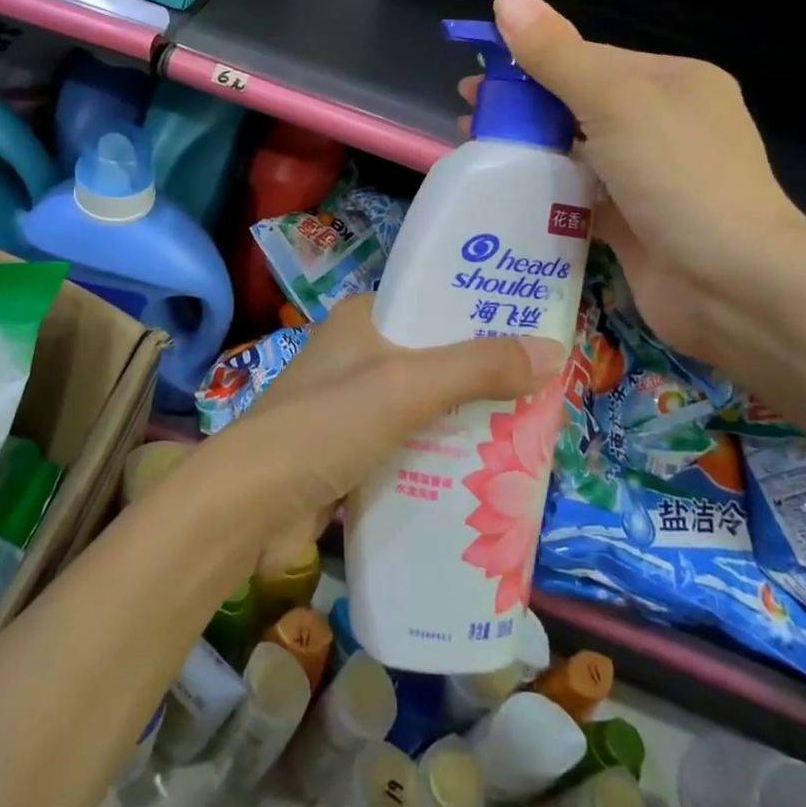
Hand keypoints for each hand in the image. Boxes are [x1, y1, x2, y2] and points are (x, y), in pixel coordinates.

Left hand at [204, 293, 561, 575]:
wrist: (251, 504)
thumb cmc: (327, 424)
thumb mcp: (407, 386)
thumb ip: (477, 367)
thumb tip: (554, 349)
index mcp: (363, 318)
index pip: (433, 302)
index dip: (482, 313)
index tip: (535, 331)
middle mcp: (358, 353)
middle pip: (436, 356)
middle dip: (484, 375)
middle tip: (544, 391)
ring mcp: (353, 404)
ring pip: (426, 404)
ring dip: (467, 419)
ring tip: (529, 433)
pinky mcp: (352, 450)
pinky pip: (410, 443)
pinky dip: (442, 454)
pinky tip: (483, 473)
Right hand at [461, 0, 805, 361]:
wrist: (735, 287)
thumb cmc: (678, 176)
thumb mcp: (614, 101)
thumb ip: (556, 54)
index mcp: (672, 83)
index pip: (589, 59)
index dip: (530, 62)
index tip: (478, 75)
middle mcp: (665, 126)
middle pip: (579, 106)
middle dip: (523, 108)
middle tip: (469, 116)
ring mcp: (650, 179)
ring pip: (576, 153)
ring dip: (529, 150)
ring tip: (476, 152)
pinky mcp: (634, 225)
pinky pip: (579, 200)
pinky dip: (546, 195)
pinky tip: (505, 195)